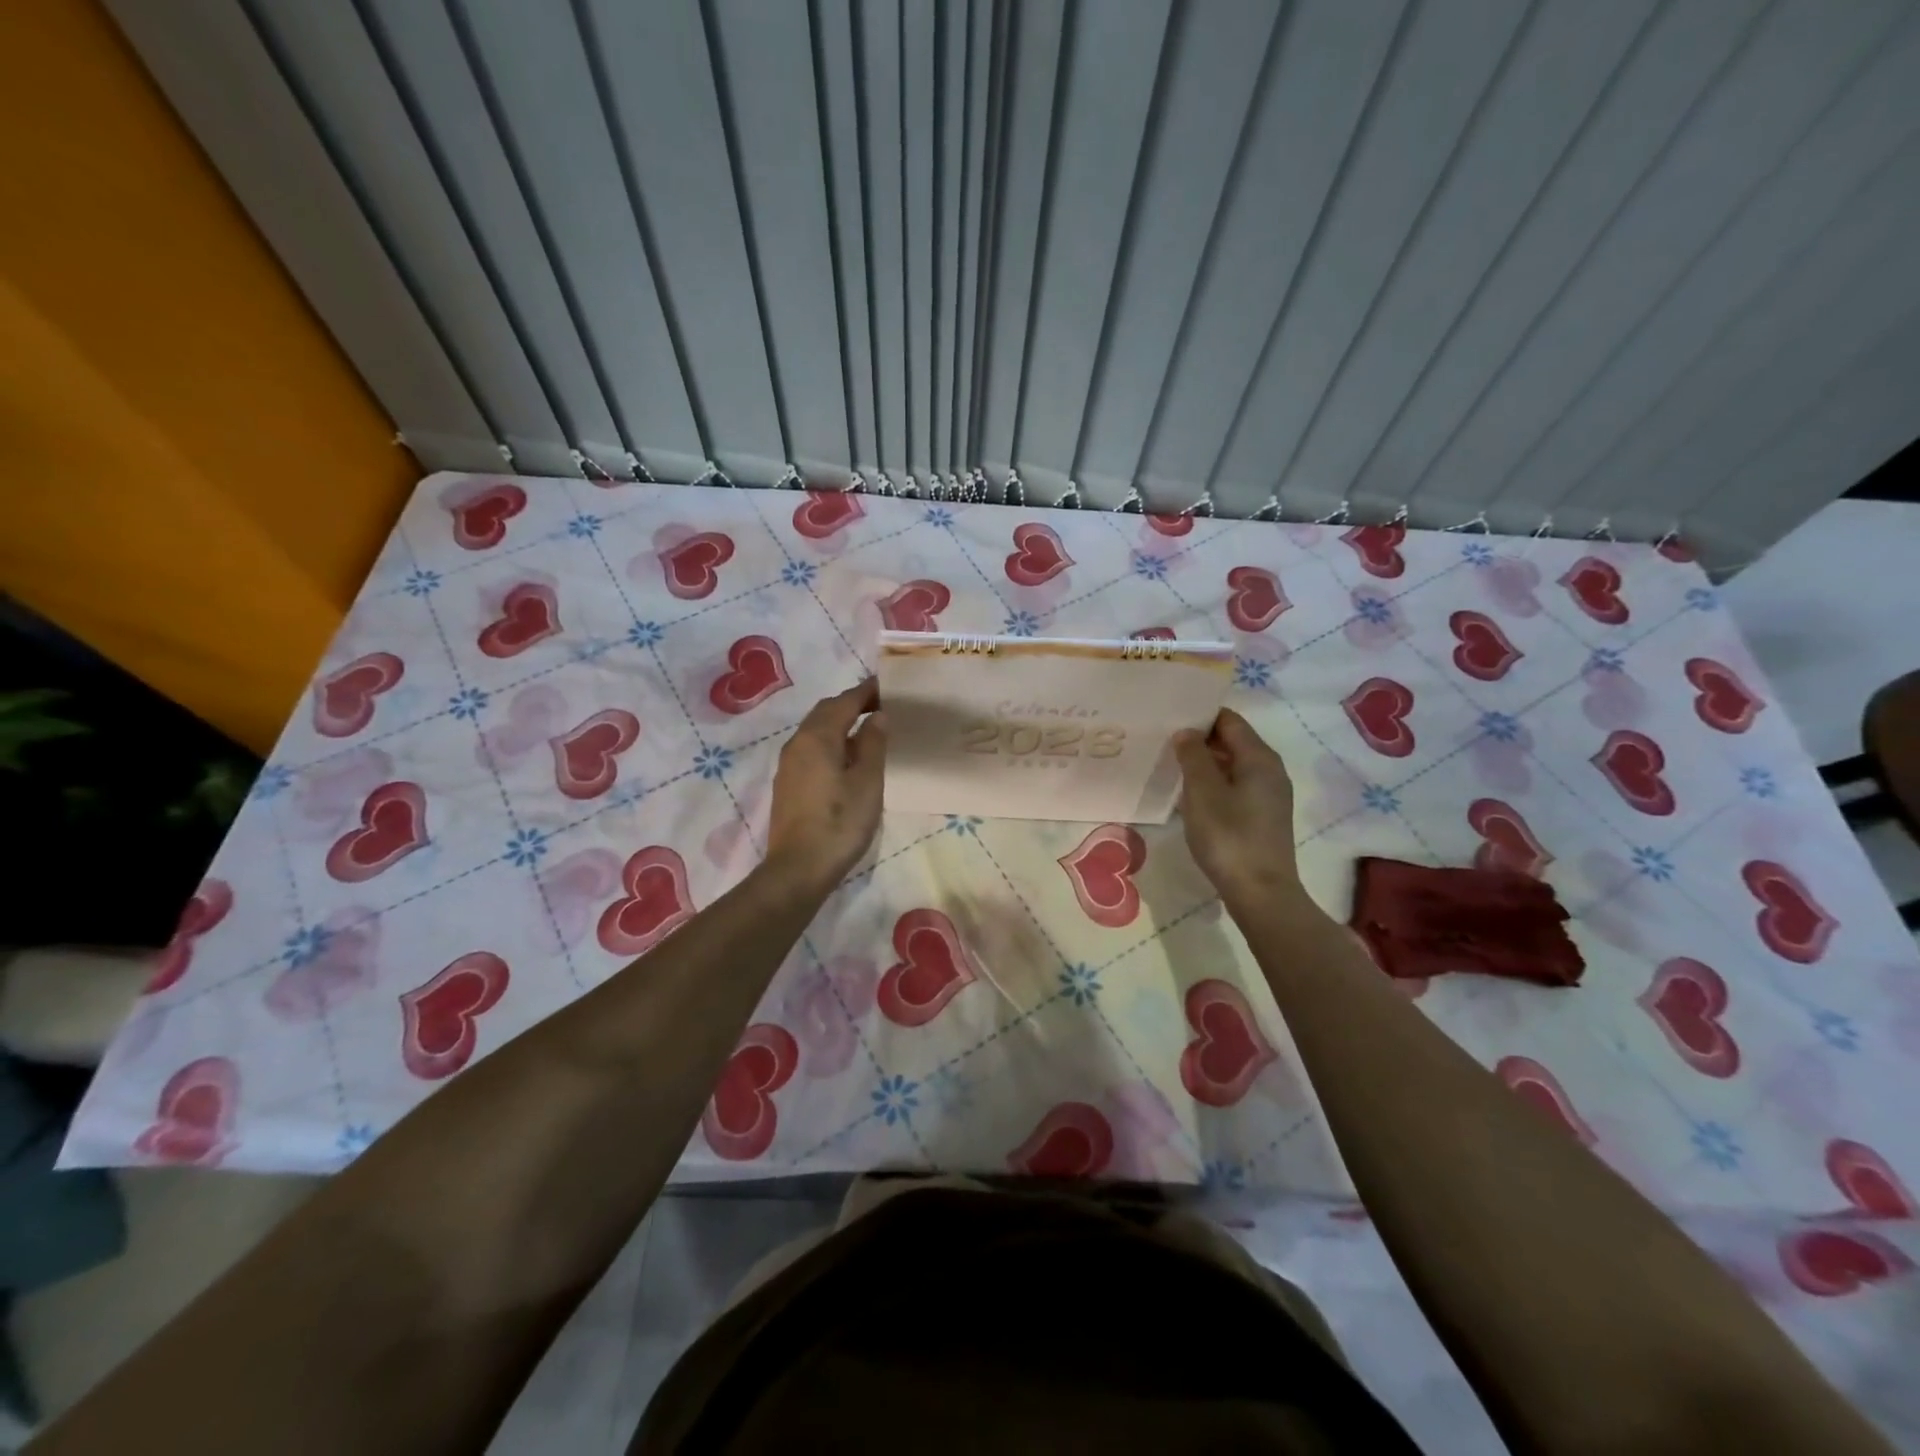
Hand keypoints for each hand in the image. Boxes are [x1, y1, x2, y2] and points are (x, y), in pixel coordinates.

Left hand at [763, 678, 885, 893]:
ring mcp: (789, 765)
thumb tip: (877, 717)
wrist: (798, 869)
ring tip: (868, 730)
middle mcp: (798, 743)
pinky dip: (831, 742)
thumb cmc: (839, 823)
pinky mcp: (788, 784)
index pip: (844, 701)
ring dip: (840, 723)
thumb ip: (873, 744)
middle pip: (826, 712)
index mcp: (817, 737)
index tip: (889, 686)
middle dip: (852, 704)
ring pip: (816, 731)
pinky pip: (811, 749)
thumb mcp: (867, 782)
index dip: (867, 691)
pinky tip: (847, 759)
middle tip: (881, 706)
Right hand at [1173, 708, 1316, 914]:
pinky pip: (1236, 786)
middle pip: (1233, 741)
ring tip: (1172, 765)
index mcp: (1259, 757)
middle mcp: (1270, 770)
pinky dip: (1214, 783)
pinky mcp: (1263, 816)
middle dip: (1200, 739)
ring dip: (1205, 763)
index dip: (1200, 715)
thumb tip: (1187, 732)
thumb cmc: (1229, 836)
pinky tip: (1191, 795)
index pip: (1229, 720)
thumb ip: (1193, 756)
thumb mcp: (1202, 792)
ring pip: (1233, 765)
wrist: (1260, 892)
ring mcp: (1269, 795)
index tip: (1169, 717)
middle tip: (1164, 741)